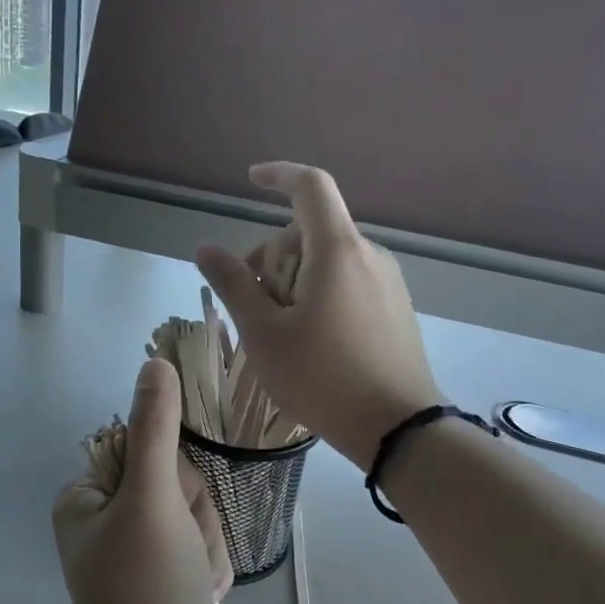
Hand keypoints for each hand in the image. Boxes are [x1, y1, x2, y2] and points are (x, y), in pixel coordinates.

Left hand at [53, 359, 232, 603]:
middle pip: (177, 483)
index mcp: (86, 495)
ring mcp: (132, 546)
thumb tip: (155, 362)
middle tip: (182, 556)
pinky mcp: (157, 573)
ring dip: (205, 545)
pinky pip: (198, 546)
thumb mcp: (153, 502)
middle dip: (193, 519)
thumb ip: (156, 430)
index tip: (172, 514)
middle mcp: (103, 516)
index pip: (151, 448)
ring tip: (192, 581)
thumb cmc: (148, 592)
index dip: (177, 479)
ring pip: (194, 515)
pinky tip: (198, 595)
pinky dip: (206, 568)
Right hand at [197, 162, 441, 470]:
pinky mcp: (394, 306)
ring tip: (281, 332)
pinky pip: (347, 280)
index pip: (310, 186)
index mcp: (337, 250)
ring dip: (293, 280)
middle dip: (272, 257)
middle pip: (308, 231)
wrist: (398, 428)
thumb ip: (234, 285)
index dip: (279, 175)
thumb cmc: (322, 378)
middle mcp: (368, 254)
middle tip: (255, 309)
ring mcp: (387, 280)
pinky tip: (310, 340)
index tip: (251, 180)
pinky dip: (318, 293)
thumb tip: (206, 248)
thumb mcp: (264, 334)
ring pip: (326, 259)